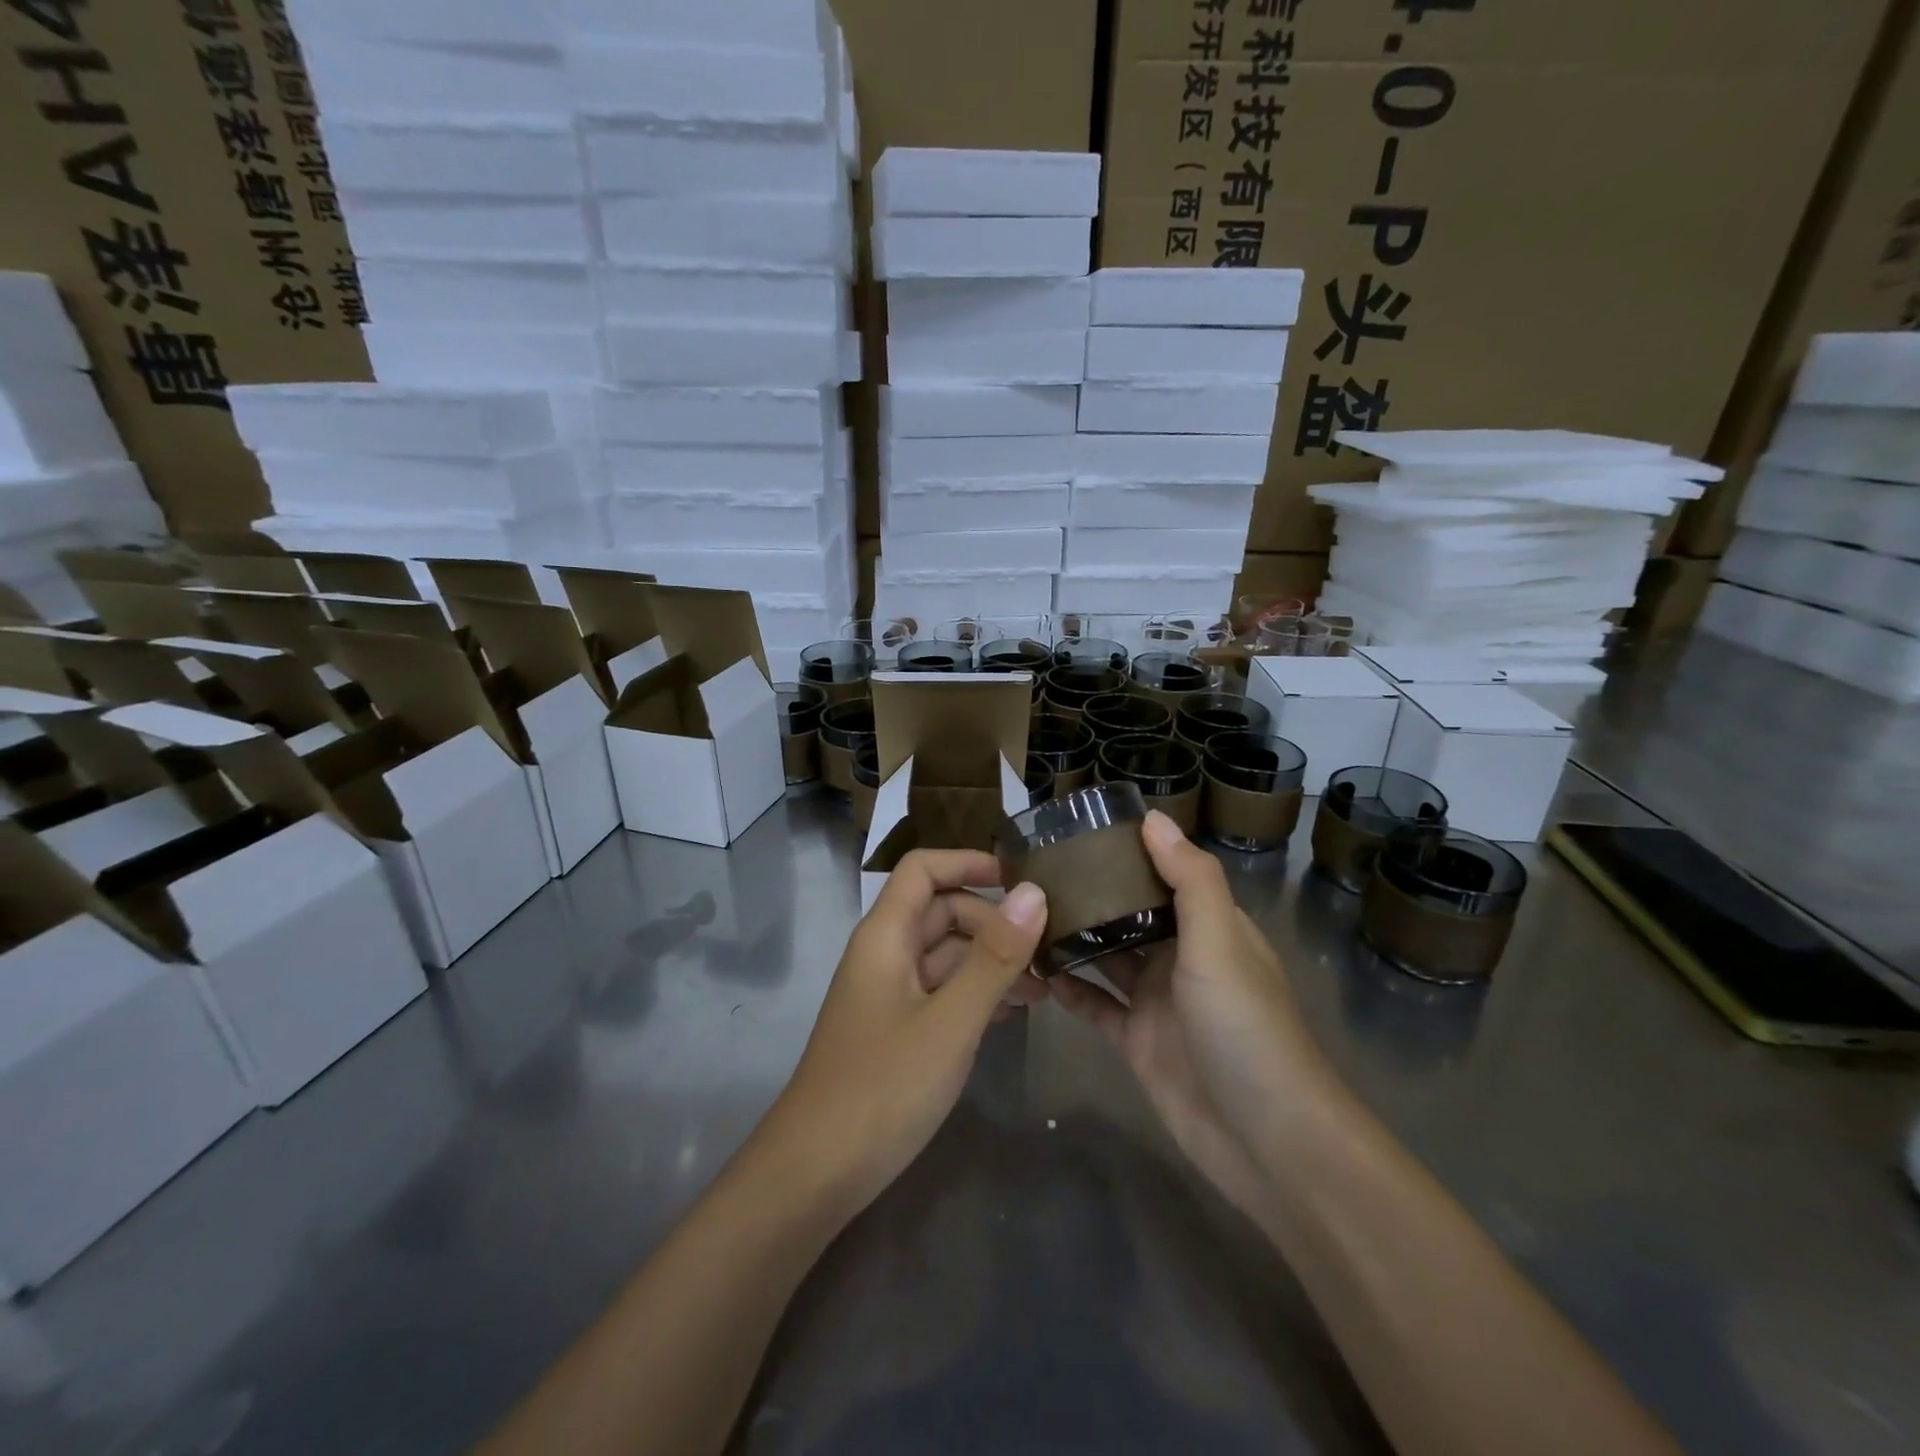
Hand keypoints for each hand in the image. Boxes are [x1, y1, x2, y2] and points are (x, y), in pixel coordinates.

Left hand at [760, 850, 1047, 1219]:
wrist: (816, 1173)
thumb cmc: (882, 1087)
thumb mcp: (950, 1021)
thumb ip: (994, 956)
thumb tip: (1034, 891)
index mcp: (886, 935)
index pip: (924, 869)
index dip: (969, 863)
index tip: (1023, 880)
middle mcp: (886, 954)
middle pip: (942, 911)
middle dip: (994, 922)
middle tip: (1048, 949)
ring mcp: (890, 994)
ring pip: (946, 955)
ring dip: (991, 961)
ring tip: (1044, 988)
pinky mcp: (897, 1029)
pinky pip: (942, 992)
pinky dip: (977, 993)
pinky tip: (1013, 1013)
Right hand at [1049, 811, 1329, 1216]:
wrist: (1265, 1139)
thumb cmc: (1244, 1026)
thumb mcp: (1219, 941)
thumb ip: (1189, 878)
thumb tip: (1153, 817)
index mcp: (1209, 928)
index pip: (1167, 875)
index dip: (1130, 852)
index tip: (1080, 830)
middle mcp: (1183, 958)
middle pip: (1131, 914)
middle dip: (1093, 893)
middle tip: (1036, 869)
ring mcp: (1157, 1001)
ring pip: (1109, 958)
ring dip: (1075, 937)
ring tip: (1027, 912)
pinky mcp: (1137, 1041)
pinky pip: (1096, 1006)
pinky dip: (1070, 989)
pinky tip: (1035, 970)